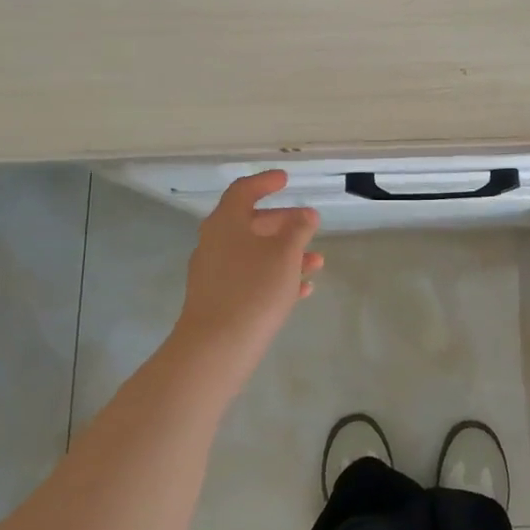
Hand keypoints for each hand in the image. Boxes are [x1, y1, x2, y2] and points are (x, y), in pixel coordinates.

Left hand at [170, 170, 322, 387]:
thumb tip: (305, 215)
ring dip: (284, 253)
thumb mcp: (285, 254)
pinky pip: (249, 278)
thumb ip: (298, 230)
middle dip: (283, 223)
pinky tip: (301, 290)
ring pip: (254, 253)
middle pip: (251, 223)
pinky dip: (274, 277)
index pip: (244, 191)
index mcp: (226, 222)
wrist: (215, 348)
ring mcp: (213, 272)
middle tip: (310, 224)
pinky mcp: (217, 299)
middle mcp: (215, 242)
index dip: (265, 182)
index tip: (285, 180)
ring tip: (316, 262)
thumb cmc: (253, 290)